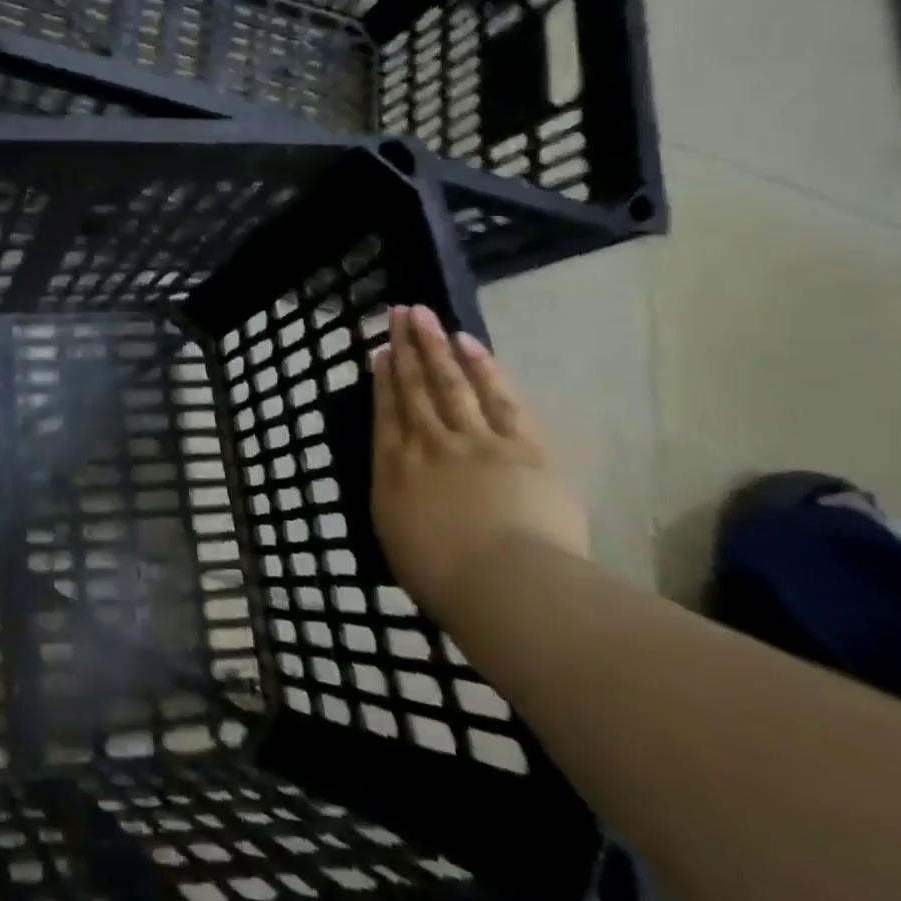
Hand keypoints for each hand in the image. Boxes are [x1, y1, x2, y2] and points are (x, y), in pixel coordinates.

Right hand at [371, 306, 589, 623]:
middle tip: (399, 314)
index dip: (383, 380)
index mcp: (395, 471)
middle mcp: (428, 445)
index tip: (381, 351)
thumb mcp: (399, 540)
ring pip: (449, 383)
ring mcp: (474, 440)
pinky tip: (470, 344)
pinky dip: (483, 368)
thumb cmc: (445, 580)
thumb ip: (397, 501)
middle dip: (405, 349)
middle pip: (414, 388)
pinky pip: (497, 398)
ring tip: (424, 315)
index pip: (386, 414)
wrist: (507, 587)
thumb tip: (399, 482)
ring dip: (435, 346)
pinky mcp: (520, 446)